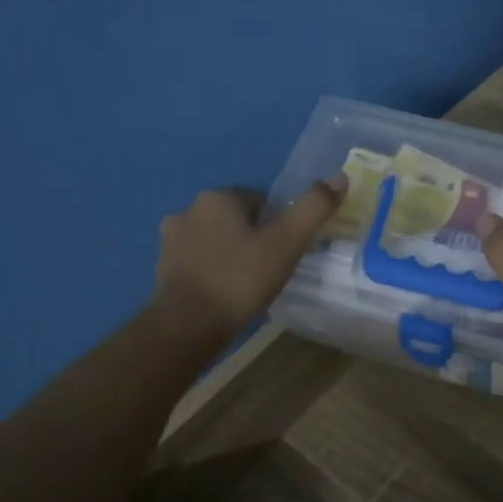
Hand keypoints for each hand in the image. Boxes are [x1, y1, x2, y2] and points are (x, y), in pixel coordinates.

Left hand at [154, 177, 345, 343]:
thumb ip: (314, 208)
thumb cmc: (241, 278)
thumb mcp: (287, 242)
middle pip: (237, 218)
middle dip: (253, 237)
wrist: (188, 324)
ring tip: (248, 283)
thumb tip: (340, 177)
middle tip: (270, 269)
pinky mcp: (162, 267)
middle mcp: (189, 210)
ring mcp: (171, 240)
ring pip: (216, 239)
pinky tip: (225, 292)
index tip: (286, 251)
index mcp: (218, 197)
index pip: (261, 201)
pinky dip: (213, 270)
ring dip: (231, 253)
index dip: (278, 225)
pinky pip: (199, 261)